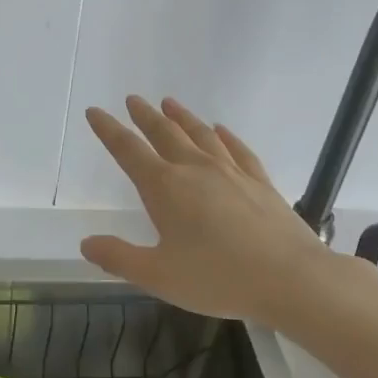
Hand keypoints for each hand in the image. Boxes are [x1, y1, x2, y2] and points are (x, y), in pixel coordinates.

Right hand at [80, 96, 352, 322]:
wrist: (291, 278)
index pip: (128, 151)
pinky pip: (237, 149)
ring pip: (200, 134)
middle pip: (164, 133)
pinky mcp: (260, 182)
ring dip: (182, 117)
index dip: (108, 130)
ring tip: (169, 103)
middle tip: (132, 100)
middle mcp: (195, 170)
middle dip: (144, 116)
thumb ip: (119, 258)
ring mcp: (231, 172)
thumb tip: (86, 243)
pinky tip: (220, 130)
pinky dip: (225, 136)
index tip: (95, 111)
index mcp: (165, 188)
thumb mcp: (158, 276)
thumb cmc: (218, 278)